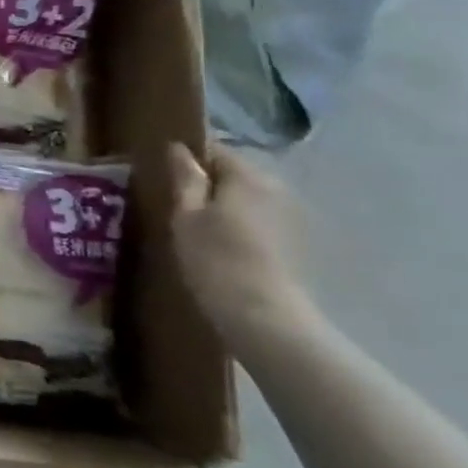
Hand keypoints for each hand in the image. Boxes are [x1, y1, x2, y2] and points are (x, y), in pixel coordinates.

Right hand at [169, 143, 317, 356]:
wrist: (266, 319)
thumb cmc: (216, 260)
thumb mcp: (186, 216)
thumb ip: (186, 178)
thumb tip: (179, 148)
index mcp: (248, 176)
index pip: (215, 151)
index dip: (189, 160)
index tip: (168, 178)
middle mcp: (277, 188)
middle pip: (236, 175)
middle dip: (210, 185)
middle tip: (180, 207)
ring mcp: (294, 218)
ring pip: (250, 200)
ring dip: (229, 207)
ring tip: (202, 230)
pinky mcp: (300, 245)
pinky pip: (263, 222)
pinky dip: (245, 228)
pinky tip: (228, 250)